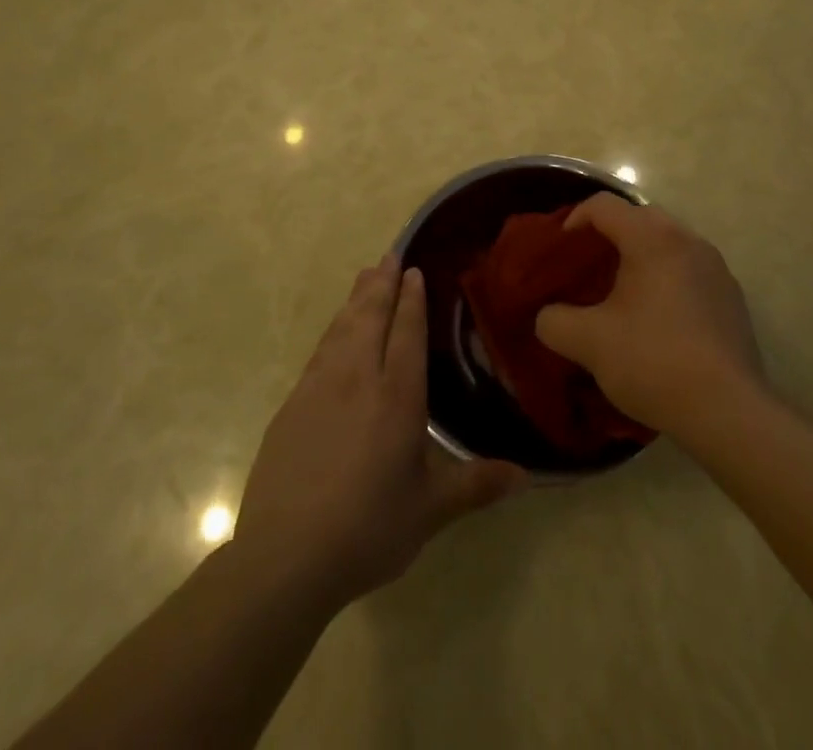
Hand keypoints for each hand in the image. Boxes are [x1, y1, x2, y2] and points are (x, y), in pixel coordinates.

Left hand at [234, 256, 525, 609]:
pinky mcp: (292, 406)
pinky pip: (319, 352)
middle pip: (371, 317)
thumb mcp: (430, 510)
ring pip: (342, 329)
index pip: (407, 333)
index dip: (412, 299)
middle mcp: (358, 379)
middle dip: (382, 284)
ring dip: (356, 299)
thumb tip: (527, 474)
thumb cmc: (368, 528)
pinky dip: (333, 330)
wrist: (285, 557)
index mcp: (397, 396)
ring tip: (365, 276)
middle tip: (390, 255)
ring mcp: (319, 389)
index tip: (414, 270)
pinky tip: (335, 332)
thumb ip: (476, 485)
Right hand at [534, 195, 763, 439]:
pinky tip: (657, 320)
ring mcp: (716, 267)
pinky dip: (666, 279)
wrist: (728, 412)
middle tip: (587, 269)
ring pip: (667, 244)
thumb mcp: (588, 343)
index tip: (560, 252)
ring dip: (640, 258)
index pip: (603, 205)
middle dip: (608, 236)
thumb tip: (548, 316)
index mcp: (652, 238)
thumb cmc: (653, 361)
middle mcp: (688, 240)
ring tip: (620, 295)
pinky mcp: (731, 296)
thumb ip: (554, 321)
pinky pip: (689, 270)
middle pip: (638, 218)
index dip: (574, 220)